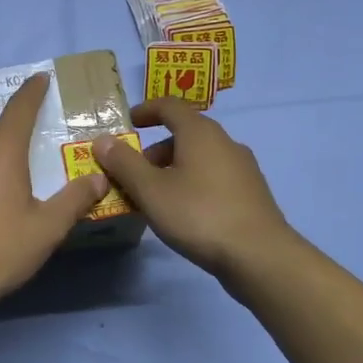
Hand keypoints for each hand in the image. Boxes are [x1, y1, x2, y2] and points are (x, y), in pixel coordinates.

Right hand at [92, 99, 292, 279]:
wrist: (259, 256)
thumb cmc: (199, 214)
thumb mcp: (151, 190)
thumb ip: (124, 163)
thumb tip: (103, 140)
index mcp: (200, 132)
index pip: (169, 106)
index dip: (145, 111)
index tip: (127, 123)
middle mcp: (225, 142)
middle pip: (185, 134)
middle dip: (155, 150)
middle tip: (133, 174)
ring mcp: (243, 168)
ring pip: (200, 158)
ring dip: (173, 169)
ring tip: (155, 198)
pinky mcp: (251, 193)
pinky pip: (214, 177)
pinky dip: (193, 184)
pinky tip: (184, 213)